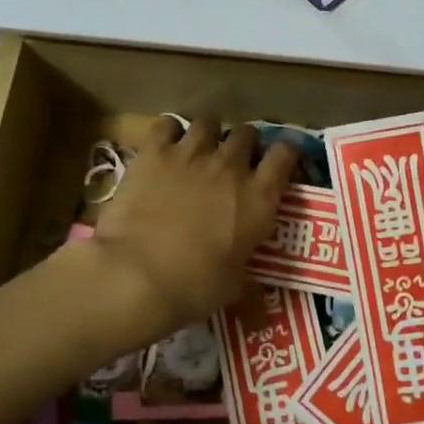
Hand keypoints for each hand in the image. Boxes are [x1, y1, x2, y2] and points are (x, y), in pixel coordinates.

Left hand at [89, 116, 297, 339]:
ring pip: (209, 122)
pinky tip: (164, 146)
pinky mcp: (155, 152)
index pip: (285, 155)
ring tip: (199, 150)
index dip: (284, 154)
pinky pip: (166, 125)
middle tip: (233, 162)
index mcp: (259, 197)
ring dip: (208, 134)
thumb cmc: (195, 286)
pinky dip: (168, 133)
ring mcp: (192, 153)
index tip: (278, 163)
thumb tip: (257, 300)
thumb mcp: (234, 287)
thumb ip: (248, 279)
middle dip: (243, 144)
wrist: (138, 274)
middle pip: (247, 133)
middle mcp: (231, 165)